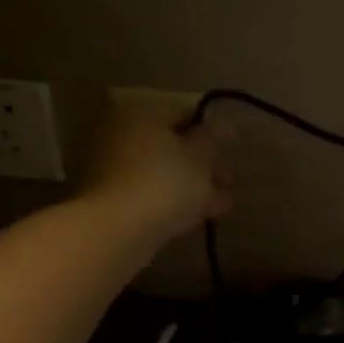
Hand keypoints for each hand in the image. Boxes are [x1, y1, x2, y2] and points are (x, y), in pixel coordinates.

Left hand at [81, 93, 231, 241]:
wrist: (119, 229)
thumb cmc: (166, 181)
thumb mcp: (201, 156)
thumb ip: (214, 137)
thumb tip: (224, 124)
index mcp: (141, 114)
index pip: (185, 113)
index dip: (212, 131)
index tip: (231, 150)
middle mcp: (121, 133)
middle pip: (172, 144)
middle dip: (204, 163)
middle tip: (228, 180)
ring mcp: (112, 167)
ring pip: (164, 170)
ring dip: (194, 184)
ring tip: (224, 203)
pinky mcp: (112, 197)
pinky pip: (152, 190)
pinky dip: (175, 199)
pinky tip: (202, 214)